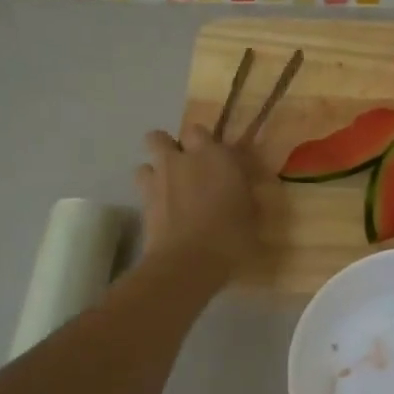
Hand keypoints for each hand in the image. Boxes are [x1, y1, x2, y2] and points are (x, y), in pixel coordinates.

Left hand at [136, 124, 259, 278]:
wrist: (188, 262)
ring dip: (156, 169)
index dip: (203, 144)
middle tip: (186, 169)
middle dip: (170, 148)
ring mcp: (158, 178)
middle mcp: (182, 160)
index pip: (200, 131)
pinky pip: (142, 186)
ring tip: (169, 188)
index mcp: (215, 156)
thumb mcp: (251, 215)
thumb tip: (239, 190)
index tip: (213, 160)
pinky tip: (162, 210)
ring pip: (146, 160)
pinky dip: (150, 193)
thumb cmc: (232, 237)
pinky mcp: (142, 201)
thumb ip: (242, 195)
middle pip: (160, 137)